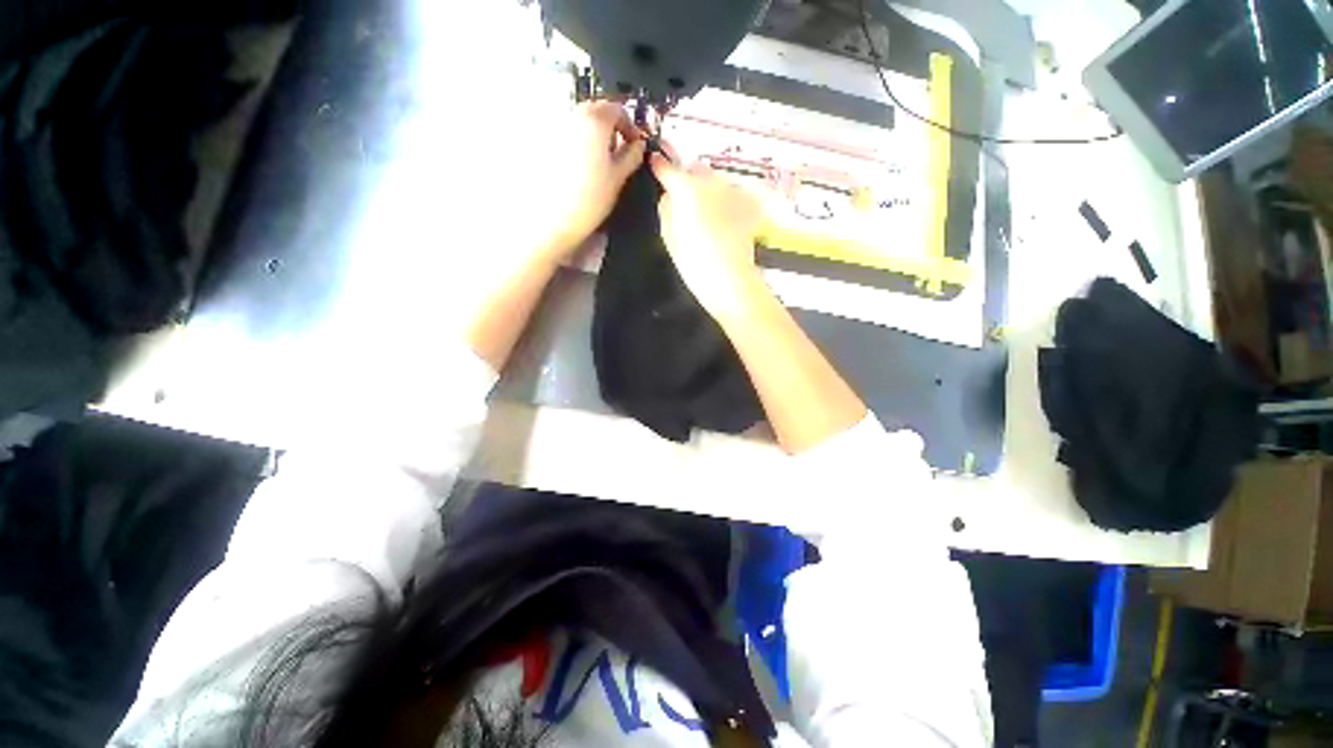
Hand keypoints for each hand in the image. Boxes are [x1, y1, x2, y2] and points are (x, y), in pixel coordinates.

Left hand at [536, 101, 646, 258]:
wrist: (551, 220)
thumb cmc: (586, 201)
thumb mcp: (618, 179)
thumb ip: (632, 156)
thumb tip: (638, 146)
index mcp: (593, 121)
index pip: (618, 109)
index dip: (631, 126)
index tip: (635, 144)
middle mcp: (571, 116)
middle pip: (597, 112)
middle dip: (612, 130)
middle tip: (620, 154)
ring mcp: (554, 129)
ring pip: (581, 124)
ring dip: (595, 137)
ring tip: (601, 165)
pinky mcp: (543, 144)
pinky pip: (567, 136)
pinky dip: (578, 145)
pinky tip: (582, 170)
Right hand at [650, 149, 766, 317]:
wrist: (729, 278)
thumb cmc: (695, 262)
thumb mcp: (669, 236)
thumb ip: (666, 209)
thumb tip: (669, 196)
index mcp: (687, 188)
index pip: (668, 167)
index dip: (660, 165)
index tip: (656, 163)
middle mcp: (711, 182)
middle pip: (696, 169)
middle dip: (689, 178)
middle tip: (685, 198)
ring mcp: (732, 191)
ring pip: (715, 180)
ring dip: (709, 189)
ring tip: (707, 214)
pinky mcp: (748, 204)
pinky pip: (732, 194)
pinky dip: (726, 200)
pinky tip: (724, 219)